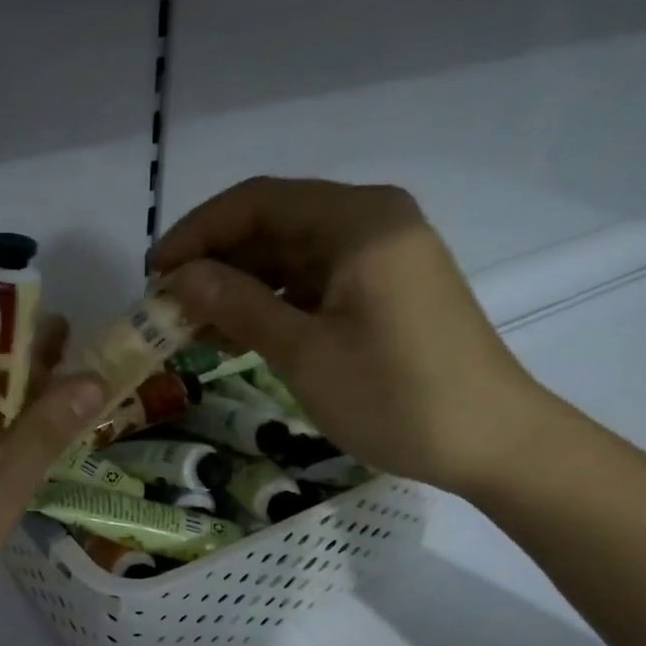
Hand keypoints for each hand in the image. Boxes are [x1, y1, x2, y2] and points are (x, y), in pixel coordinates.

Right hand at [151, 178, 548, 495]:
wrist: (492, 443)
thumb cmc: (396, 396)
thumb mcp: (304, 352)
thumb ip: (237, 305)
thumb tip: (178, 278)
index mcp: (358, 221)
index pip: (257, 202)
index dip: (196, 234)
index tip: (152, 274)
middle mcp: (371, 221)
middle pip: (273, 224)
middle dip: (215, 262)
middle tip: (167, 305)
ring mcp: (382, 254)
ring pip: (290, 254)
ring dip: (240, 285)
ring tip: (193, 326)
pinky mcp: (385, 287)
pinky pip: (314, 280)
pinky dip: (274, 301)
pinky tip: (237, 333)